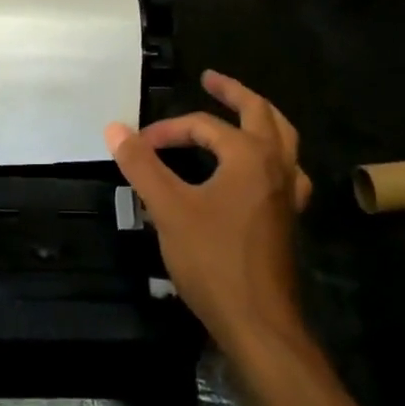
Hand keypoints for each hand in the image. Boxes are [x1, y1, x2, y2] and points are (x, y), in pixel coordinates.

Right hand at [105, 70, 312, 349]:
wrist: (260, 326)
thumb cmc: (214, 261)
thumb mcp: (169, 209)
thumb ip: (142, 165)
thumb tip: (115, 127)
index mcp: (249, 155)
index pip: (203, 126)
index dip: (169, 131)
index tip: (140, 145)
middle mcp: (276, 164)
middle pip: (260, 113)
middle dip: (233, 92)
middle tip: (210, 79)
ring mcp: (288, 192)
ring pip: (284, 138)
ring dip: (262, 118)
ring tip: (244, 110)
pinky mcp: (289, 218)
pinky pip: (288, 170)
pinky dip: (274, 155)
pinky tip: (263, 168)